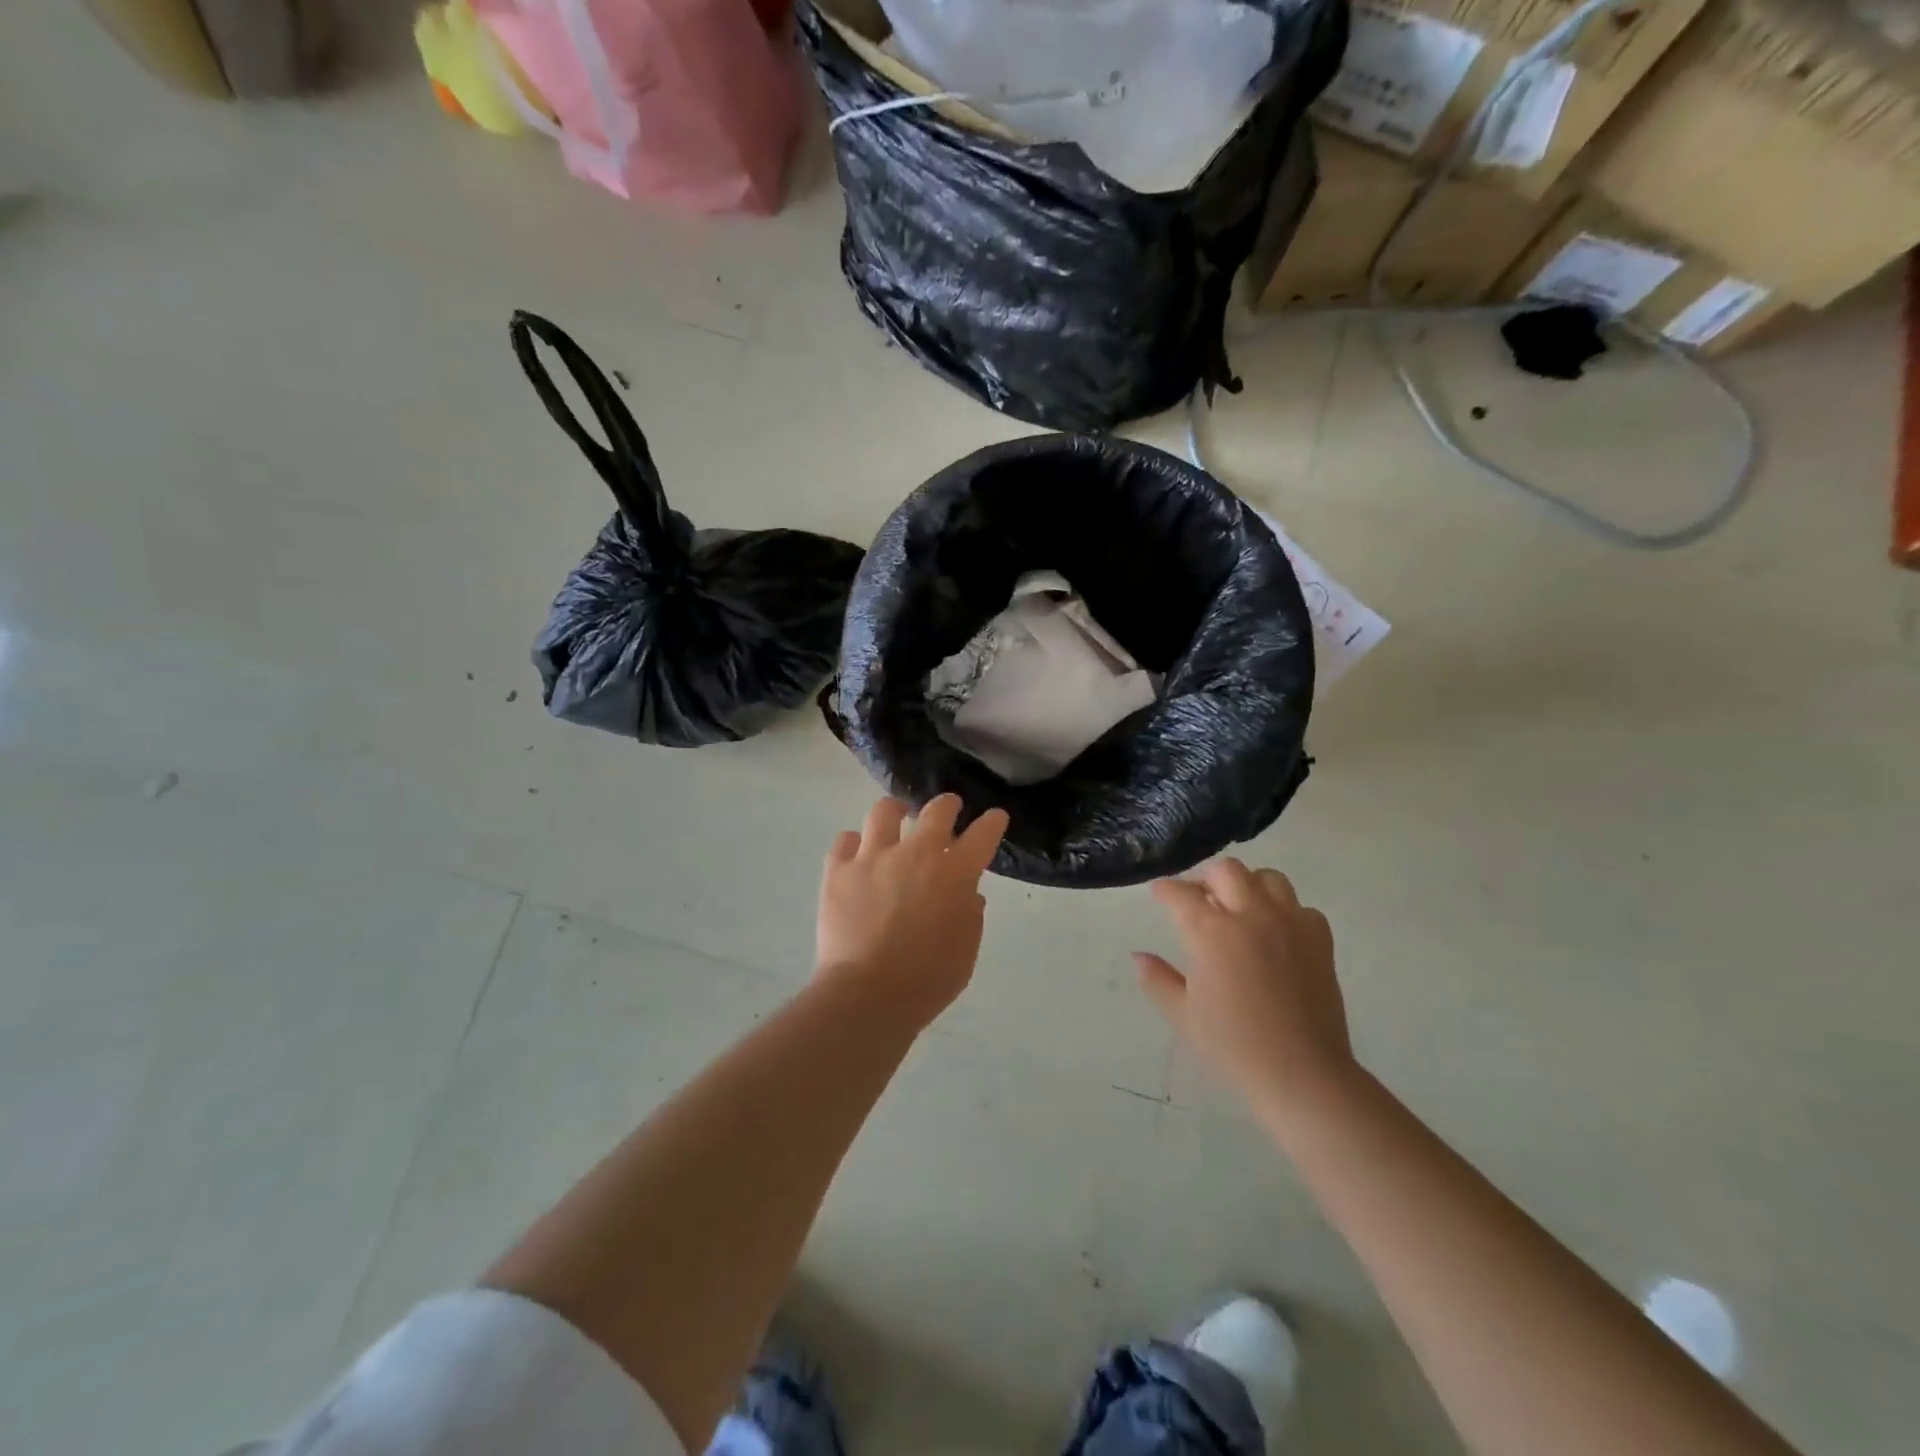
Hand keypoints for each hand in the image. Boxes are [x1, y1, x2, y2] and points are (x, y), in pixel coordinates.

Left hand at [816, 795, 1009, 1027]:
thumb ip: (970, 914)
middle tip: (949, 808)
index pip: (982, 834)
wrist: (868, 994)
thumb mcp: (966, 949)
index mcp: (955, 872)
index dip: (992, 823)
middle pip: (936, 810)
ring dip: (895, 812)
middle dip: (947, 805)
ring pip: (884, 812)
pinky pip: (845, 840)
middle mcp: (916, 853)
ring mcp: (873, 857)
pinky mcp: (838, 870)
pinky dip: (854, 844)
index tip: (995, 817)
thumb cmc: (928, 978)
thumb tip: (967, 893)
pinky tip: (857, 853)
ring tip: (895, 816)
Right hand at [1136, 859, 1352, 1107]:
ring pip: (1268, 878)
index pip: (1181, 895)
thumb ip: (1157, 979)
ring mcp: (1289, 924)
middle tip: (1197, 896)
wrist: (1302, 1074)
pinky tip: (1276, 931)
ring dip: (1247, 884)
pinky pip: (1300, 907)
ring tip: (1238, 905)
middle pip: (1226, 871)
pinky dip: (1284, 910)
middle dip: (1205, 877)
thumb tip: (1139, 957)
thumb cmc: (1233, 1046)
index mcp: (1211, 933)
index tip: (1159, 893)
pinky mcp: (1319, 940)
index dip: (1165, 890)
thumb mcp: (1183, 1015)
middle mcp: (1251, 916)